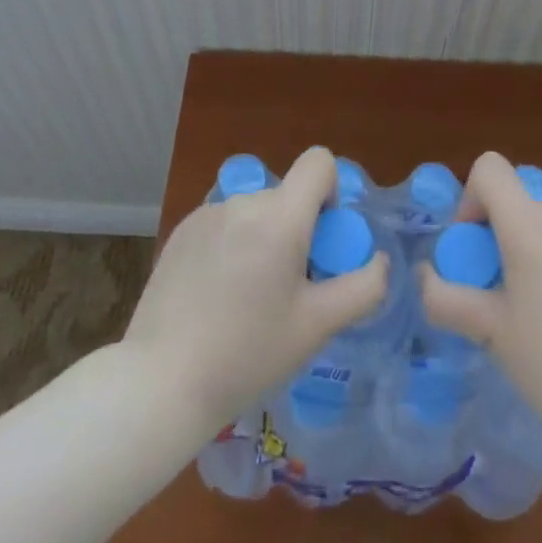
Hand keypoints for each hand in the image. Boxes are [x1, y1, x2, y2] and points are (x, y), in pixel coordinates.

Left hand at [120, 146, 389, 430]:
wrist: (161, 380)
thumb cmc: (247, 355)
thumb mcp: (317, 327)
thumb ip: (363, 288)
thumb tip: (380, 262)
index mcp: (279, 217)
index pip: (318, 162)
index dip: (332, 192)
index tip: (323, 241)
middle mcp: (243, 201)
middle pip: (287, 194)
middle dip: (299, 229)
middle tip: (290, 288)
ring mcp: (207, 213)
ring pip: (256, 211)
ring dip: (265, 238)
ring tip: (250, 297)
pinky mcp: (182, 230)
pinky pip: (226, 222)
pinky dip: (234, 244)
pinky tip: (218, 294)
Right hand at [420, 151, 541, 444]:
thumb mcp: (488, 333)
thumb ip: (443, 296)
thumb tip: (424, 274)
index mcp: (531, 227)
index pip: (489, 169)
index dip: (470, 200)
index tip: (474, 250)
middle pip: (516, 203)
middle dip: (497, 238)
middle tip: (498, 296)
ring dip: (530, 252)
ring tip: (538, 313)